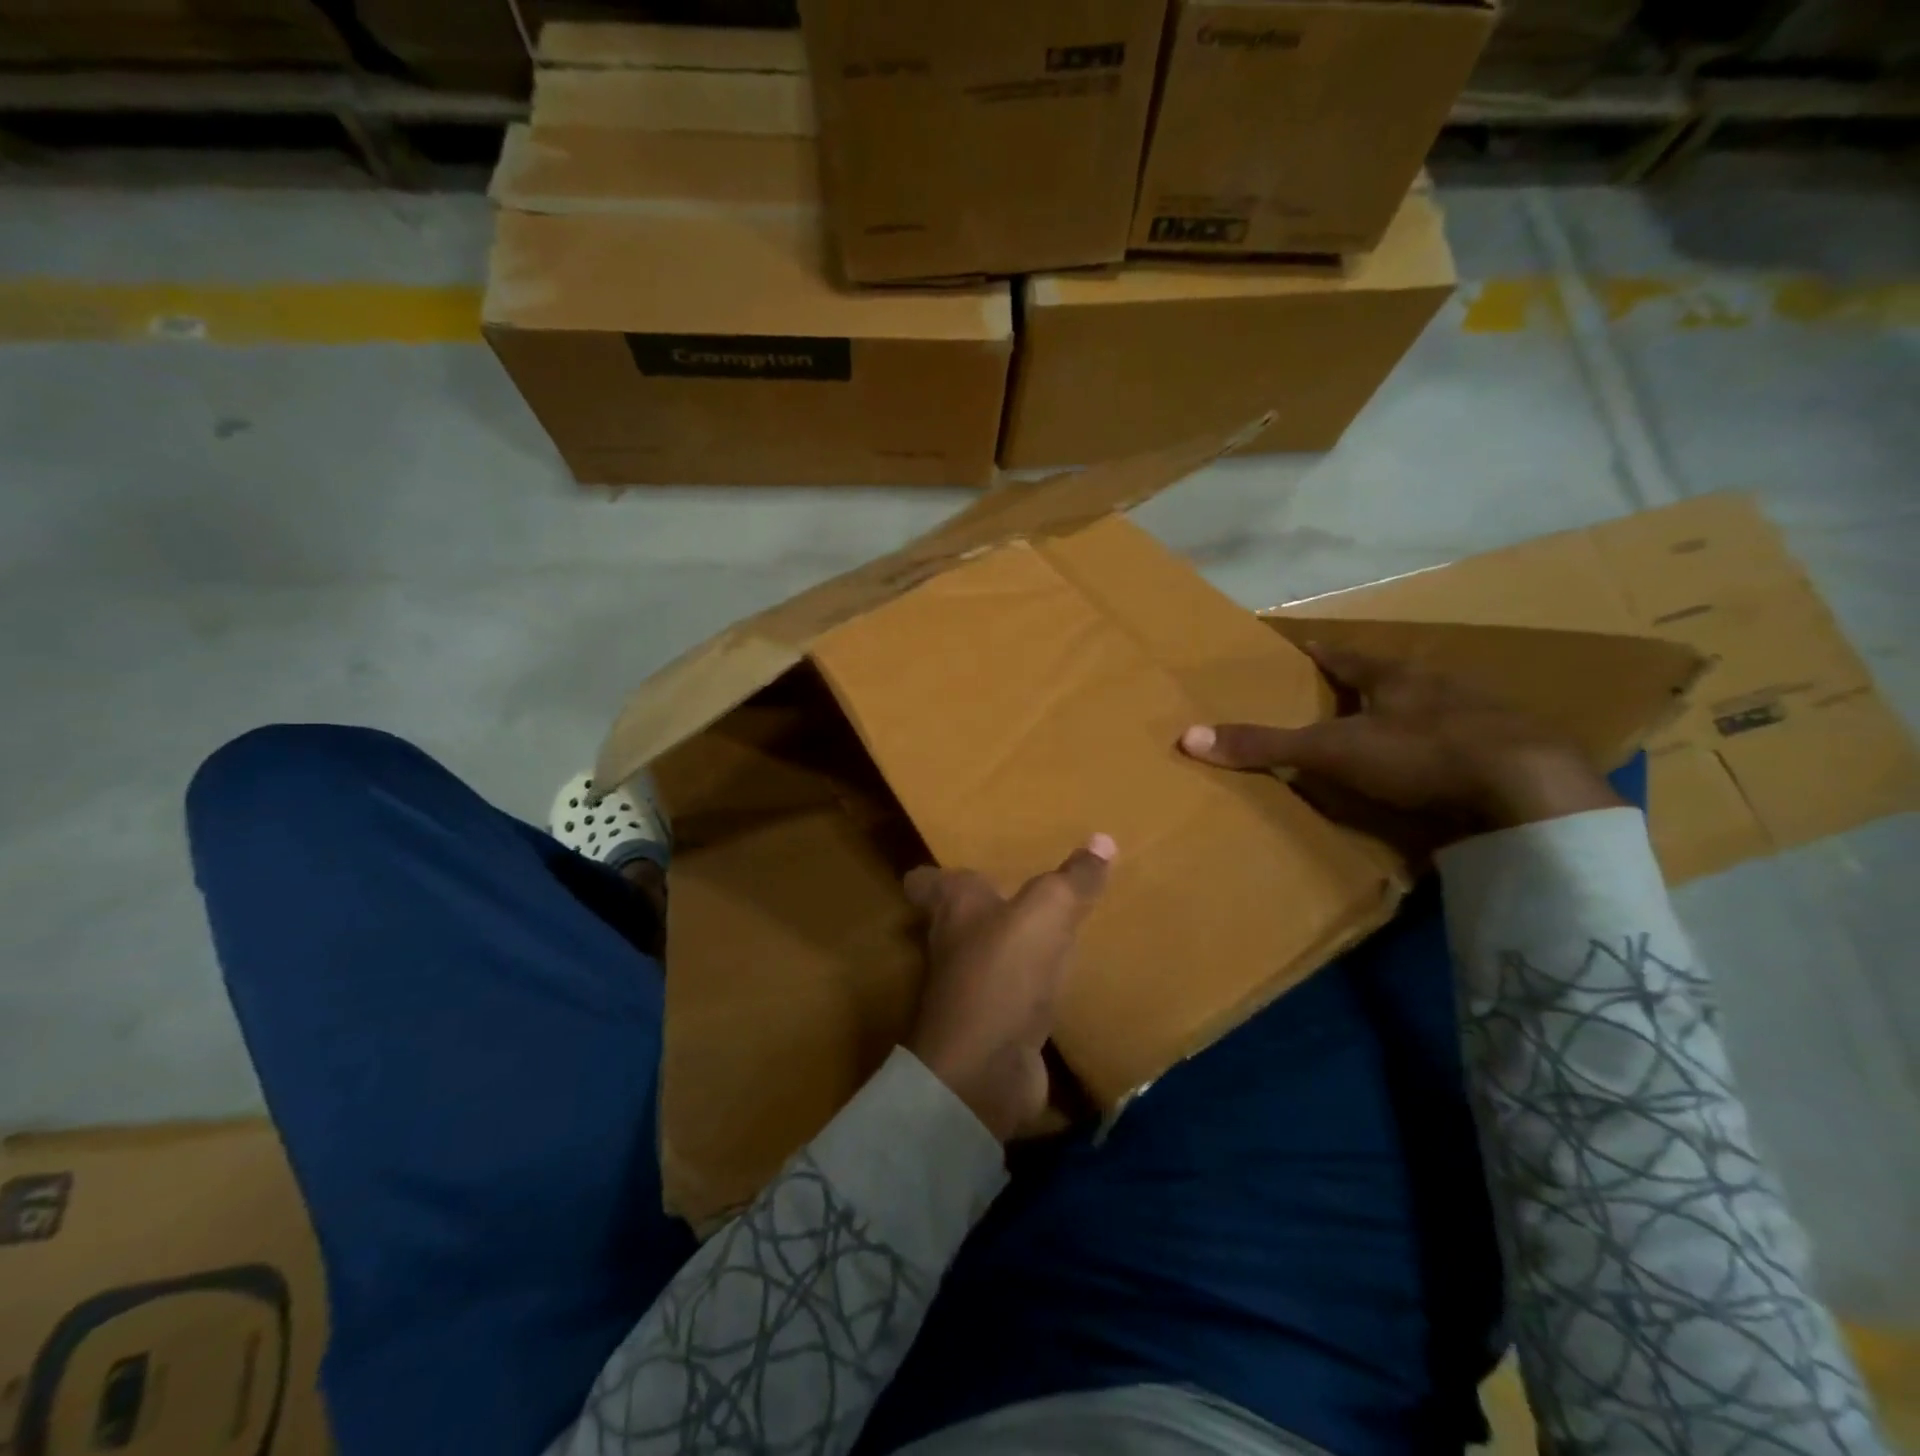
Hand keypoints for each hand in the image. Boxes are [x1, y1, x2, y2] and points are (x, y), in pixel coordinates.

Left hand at [903, 836, 1115, 1141]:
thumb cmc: (1004, 970)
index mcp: (954, 906)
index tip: (956, 864)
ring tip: (1047, 928)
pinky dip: (1029, 988)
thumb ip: (1073, 878)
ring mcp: (968, 989)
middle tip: (1018, 887)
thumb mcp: (1048, 911)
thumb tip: (1103, 838)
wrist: (985, 1069)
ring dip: (1009, 946)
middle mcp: (952, 943)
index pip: (926, 881)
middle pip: (957, 917)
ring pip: (985, 956)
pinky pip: (1011, 995)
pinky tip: (1059, 982)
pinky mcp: (990, 1026)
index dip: (934, 873)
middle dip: (983, 904)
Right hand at [1180, 643, 1621, 846]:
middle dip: (1368, 684)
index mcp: (1396, 677)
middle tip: (1341, 692)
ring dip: (1410, 717)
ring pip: (1433, 709)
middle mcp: (1439, 688)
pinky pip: (1465, 745)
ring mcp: (1480, 719)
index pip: (1346, 656)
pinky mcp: (1510, 755)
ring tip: (1387, 730)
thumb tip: (1188, 736)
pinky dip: (1444, 752)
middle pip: (1393, 679)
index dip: (1320, 652)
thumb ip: (1266, 744)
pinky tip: (1437, 769)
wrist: (1528, 791)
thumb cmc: (1420, 753)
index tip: (1302, 644)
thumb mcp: (1332, 750)